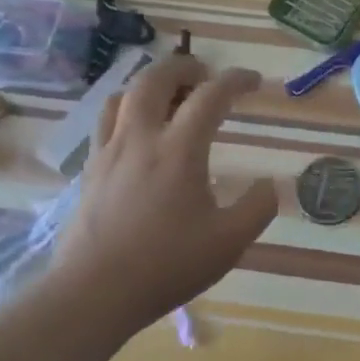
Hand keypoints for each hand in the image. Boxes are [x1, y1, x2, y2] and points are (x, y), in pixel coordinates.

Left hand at [51, 53, 278, 337]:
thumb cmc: (167, 265)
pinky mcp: (90, 172)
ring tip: (171, 97)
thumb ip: (258, 207)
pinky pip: (107, 122)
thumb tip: (269, 185)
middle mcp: (140, 139)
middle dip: (183, 66)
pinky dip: (128, 111)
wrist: (93, 294)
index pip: (210, 96)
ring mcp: (108, 153)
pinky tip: (141, 135)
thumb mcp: (230, 241)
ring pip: (123, 96)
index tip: (253, 81)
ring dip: (151, 85)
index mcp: (178, 150)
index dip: (235, 80)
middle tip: (205, 74)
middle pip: (154, 79)